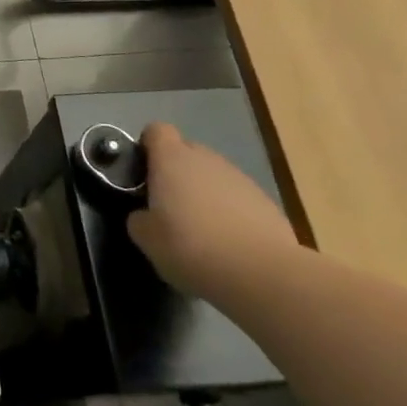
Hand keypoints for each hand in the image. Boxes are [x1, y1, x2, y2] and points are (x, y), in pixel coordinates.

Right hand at [125, 122, 299, 300]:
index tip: (144, 173)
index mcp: (171, 158)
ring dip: (205, 194)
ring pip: (214, 176)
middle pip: (186, 152)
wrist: (263, 274)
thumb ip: (139, 219)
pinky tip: (230, 244)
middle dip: (177, 173)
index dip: (148, 147)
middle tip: (169, 207)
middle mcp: (205, 158)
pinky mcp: (267, 202)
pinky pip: (238, 199)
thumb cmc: (192, 247)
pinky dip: (231, 213)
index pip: (156, 131)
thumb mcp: (147, 239)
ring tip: (203, 232)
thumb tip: (144, 216)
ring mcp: (240, 178)